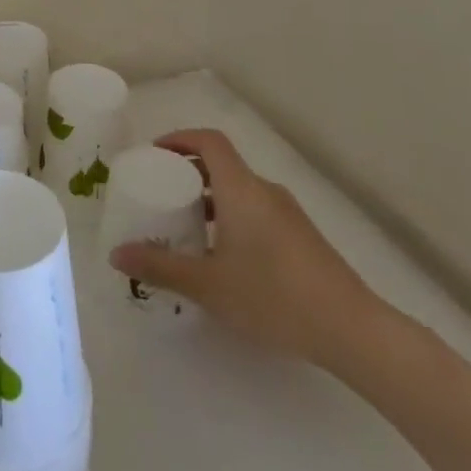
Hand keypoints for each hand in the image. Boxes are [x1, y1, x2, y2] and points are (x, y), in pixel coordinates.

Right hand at [109, 129, 379, 369]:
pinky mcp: (302, 239)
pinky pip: (257, 212)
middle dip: (188, 172)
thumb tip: (115, 254)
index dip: (179, 138)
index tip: (154, 154)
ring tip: (186, 229)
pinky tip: (224, 259)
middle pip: (222, 164)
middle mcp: (264, 191)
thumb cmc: (274, 296)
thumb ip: (160, 267)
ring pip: (240, 191)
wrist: (354, 332)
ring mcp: (288, 215)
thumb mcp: (208, 285)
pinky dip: (232, 218)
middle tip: (162, 193)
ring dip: (210, 199)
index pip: (208, 140)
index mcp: (241, 188)